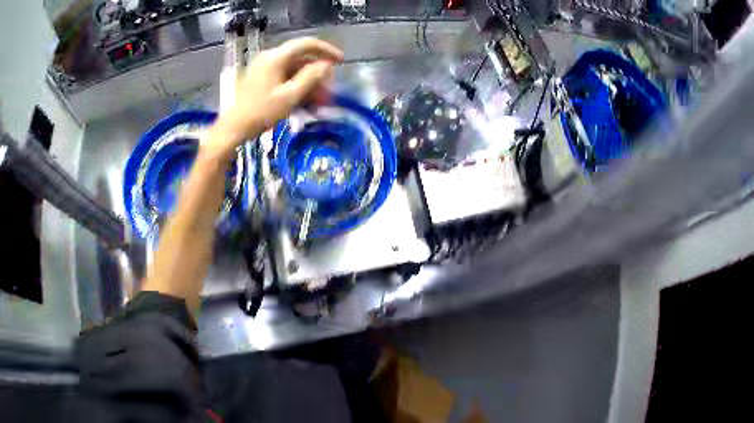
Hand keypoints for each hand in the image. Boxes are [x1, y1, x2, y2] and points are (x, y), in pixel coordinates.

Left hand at [211, 37, 343, 152]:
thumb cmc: (261, 112)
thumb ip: (310, 78)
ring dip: (309, 81)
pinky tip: (304, 100)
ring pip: (294, 68)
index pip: (306, 44)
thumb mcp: (289, 97)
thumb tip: (326, 66)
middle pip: (301, 57)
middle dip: (318, 72)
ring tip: (319, 99)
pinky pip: (284, 76)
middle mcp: (270, 57)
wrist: (234, 127)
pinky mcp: (261, 78)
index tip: (341, 61)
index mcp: (276, 58)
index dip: (326, 50)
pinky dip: (297, 85)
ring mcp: (264, 67)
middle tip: (330, 88)